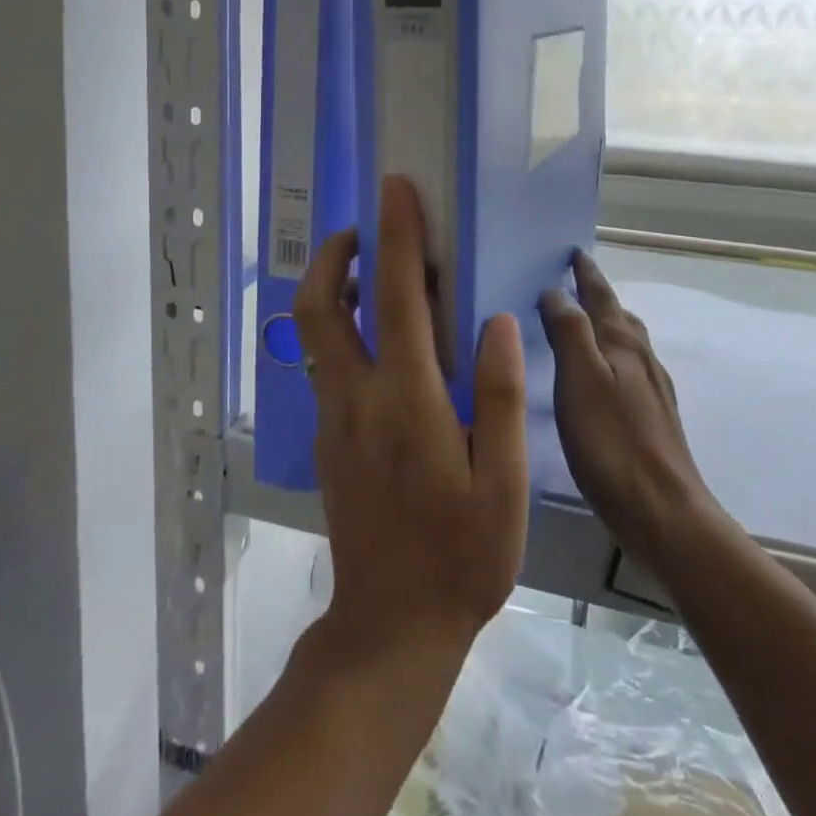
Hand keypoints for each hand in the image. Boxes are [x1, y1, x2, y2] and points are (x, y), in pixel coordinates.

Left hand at [292, 176, 528, 667]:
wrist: (391, 627)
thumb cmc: (461, 559)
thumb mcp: (501, 485)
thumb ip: (499, 397)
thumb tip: (495, 320)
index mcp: (405, 402)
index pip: (394, 297)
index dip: (395, 235)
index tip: (397, 188)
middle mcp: (355, 398)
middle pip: (317, 305)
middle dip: (333, 253)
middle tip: (367, 227)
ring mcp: (332, 418)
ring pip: (314, 332)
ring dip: (334, 286)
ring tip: (376, 272)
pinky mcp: (327, 437)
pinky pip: (326, 362)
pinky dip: (343, 327)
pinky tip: (383, 339)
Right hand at [541, 252, 710, 566]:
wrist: (666, 515)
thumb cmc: (612, 443)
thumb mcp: (580, 379)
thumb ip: (568, 330)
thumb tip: (556, 291)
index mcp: (623, 344)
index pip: (601, 296)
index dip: (586, 273)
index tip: (574, 252)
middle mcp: (642, 359)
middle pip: (619, 315)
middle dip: (597, 295)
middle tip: (574, 282)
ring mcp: (653, 391)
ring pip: (628, 343)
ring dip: (606, 325)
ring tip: (583, 324)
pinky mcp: (654, 420)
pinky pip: (629, 371)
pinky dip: (611, 358)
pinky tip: (601, 380)